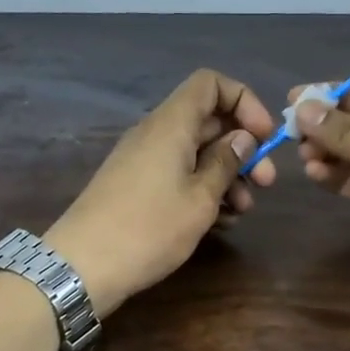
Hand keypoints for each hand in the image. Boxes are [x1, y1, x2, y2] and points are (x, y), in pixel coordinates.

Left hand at [45, 69, 277, 316]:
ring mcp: (144, 161)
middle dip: (243, 148)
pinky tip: (221, 221)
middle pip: (208, 121)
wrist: (83, 266)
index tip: (264, 136)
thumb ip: (225, 164)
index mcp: (171, 124)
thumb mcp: (200, 199)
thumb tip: (242, 139)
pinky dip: (203, 190)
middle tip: (267, 183)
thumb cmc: (149, 228)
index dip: (243, 101)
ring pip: (196, 152)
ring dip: (227, 175)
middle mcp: (156, 134)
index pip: (210, 84)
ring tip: (244, 210)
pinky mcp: (137, 187)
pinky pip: (178, 175)